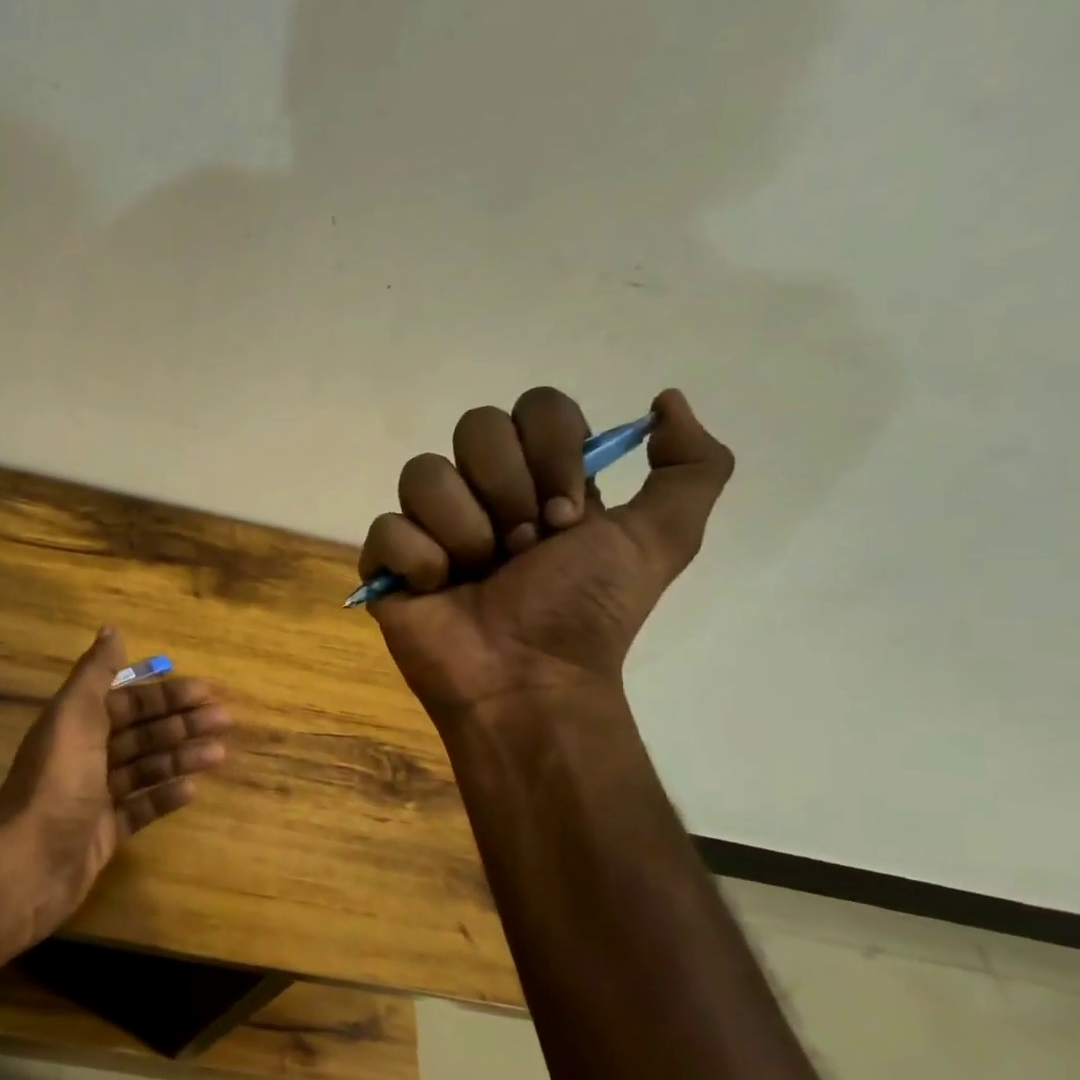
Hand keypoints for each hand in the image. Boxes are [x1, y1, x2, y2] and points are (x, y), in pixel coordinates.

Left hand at [0, 628, 230, 943]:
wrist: (28, 863)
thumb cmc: (57, 782)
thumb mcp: (74, 716)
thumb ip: (95, 674)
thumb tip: (111, 628)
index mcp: (76, 725)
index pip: (128, 701)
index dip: (166, 695)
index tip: (207, 693)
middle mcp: (85, 756)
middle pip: (141, 733)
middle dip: (181, 724)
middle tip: (224, 721)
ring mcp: (95, 797)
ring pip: (145, 768)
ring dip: (180, 758)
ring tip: (219, 754)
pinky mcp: (104, 833)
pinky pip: (140, 808)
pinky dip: (164, 797)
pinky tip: (192, 791)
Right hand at [359, 387, 732, 724]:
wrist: (527, 679)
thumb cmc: (585, 612)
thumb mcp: (662, 538)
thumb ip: (693, 466)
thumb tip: (664, 400)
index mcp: (541, 477)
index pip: (535, 407)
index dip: (552, 452)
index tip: (566, 515)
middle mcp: (482, 490)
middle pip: (475, 427)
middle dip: (507, 490)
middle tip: (522, 548)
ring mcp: (430, 524)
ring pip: (423, 472)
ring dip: (463, 530)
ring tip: (477, 574)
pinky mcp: (387, 561)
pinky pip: (387, 527)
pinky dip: (419, 560)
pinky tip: (437, 589)